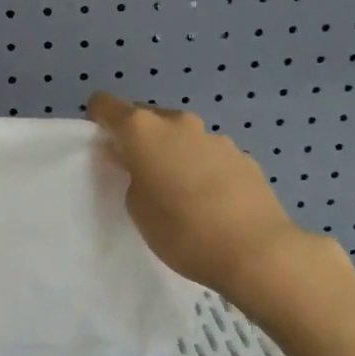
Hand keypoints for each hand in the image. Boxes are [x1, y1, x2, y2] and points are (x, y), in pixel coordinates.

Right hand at [87, 92, 321, 304]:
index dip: (99, 121)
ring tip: (179, 193)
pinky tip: (211, 202)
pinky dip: (202, 168)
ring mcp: (214, 136)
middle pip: (147, 119)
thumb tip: (137, 161)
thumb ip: (130, 175)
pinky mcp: (242, 155)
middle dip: (139, 140)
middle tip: (139, 176)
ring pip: (181, 137)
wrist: (256, 250)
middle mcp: (179, 122)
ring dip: (174, 153)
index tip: (102, 147)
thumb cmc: (181, 231)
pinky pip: (209, 155)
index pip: (106, 105)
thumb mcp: (136, 208)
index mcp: (143, 130)